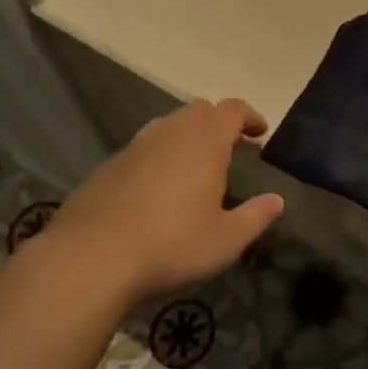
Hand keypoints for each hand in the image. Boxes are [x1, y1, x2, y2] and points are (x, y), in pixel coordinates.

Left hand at [48, 98, 282, 304]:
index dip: (249, 116)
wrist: (90, 258)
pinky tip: (158, 188)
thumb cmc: (171, 245)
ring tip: (195, 165)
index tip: (260, 133)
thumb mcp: (226, 239)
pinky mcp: (109, 166)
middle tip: (231, 148)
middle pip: (200, 110)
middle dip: (219, 123)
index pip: (233, 109)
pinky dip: (159, 156)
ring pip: (169, 125)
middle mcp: (171, 132)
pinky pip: (144, 148)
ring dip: (187, 136)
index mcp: (205, 141)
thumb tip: (277, 200)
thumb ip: (256, 216)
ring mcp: (136, 146)